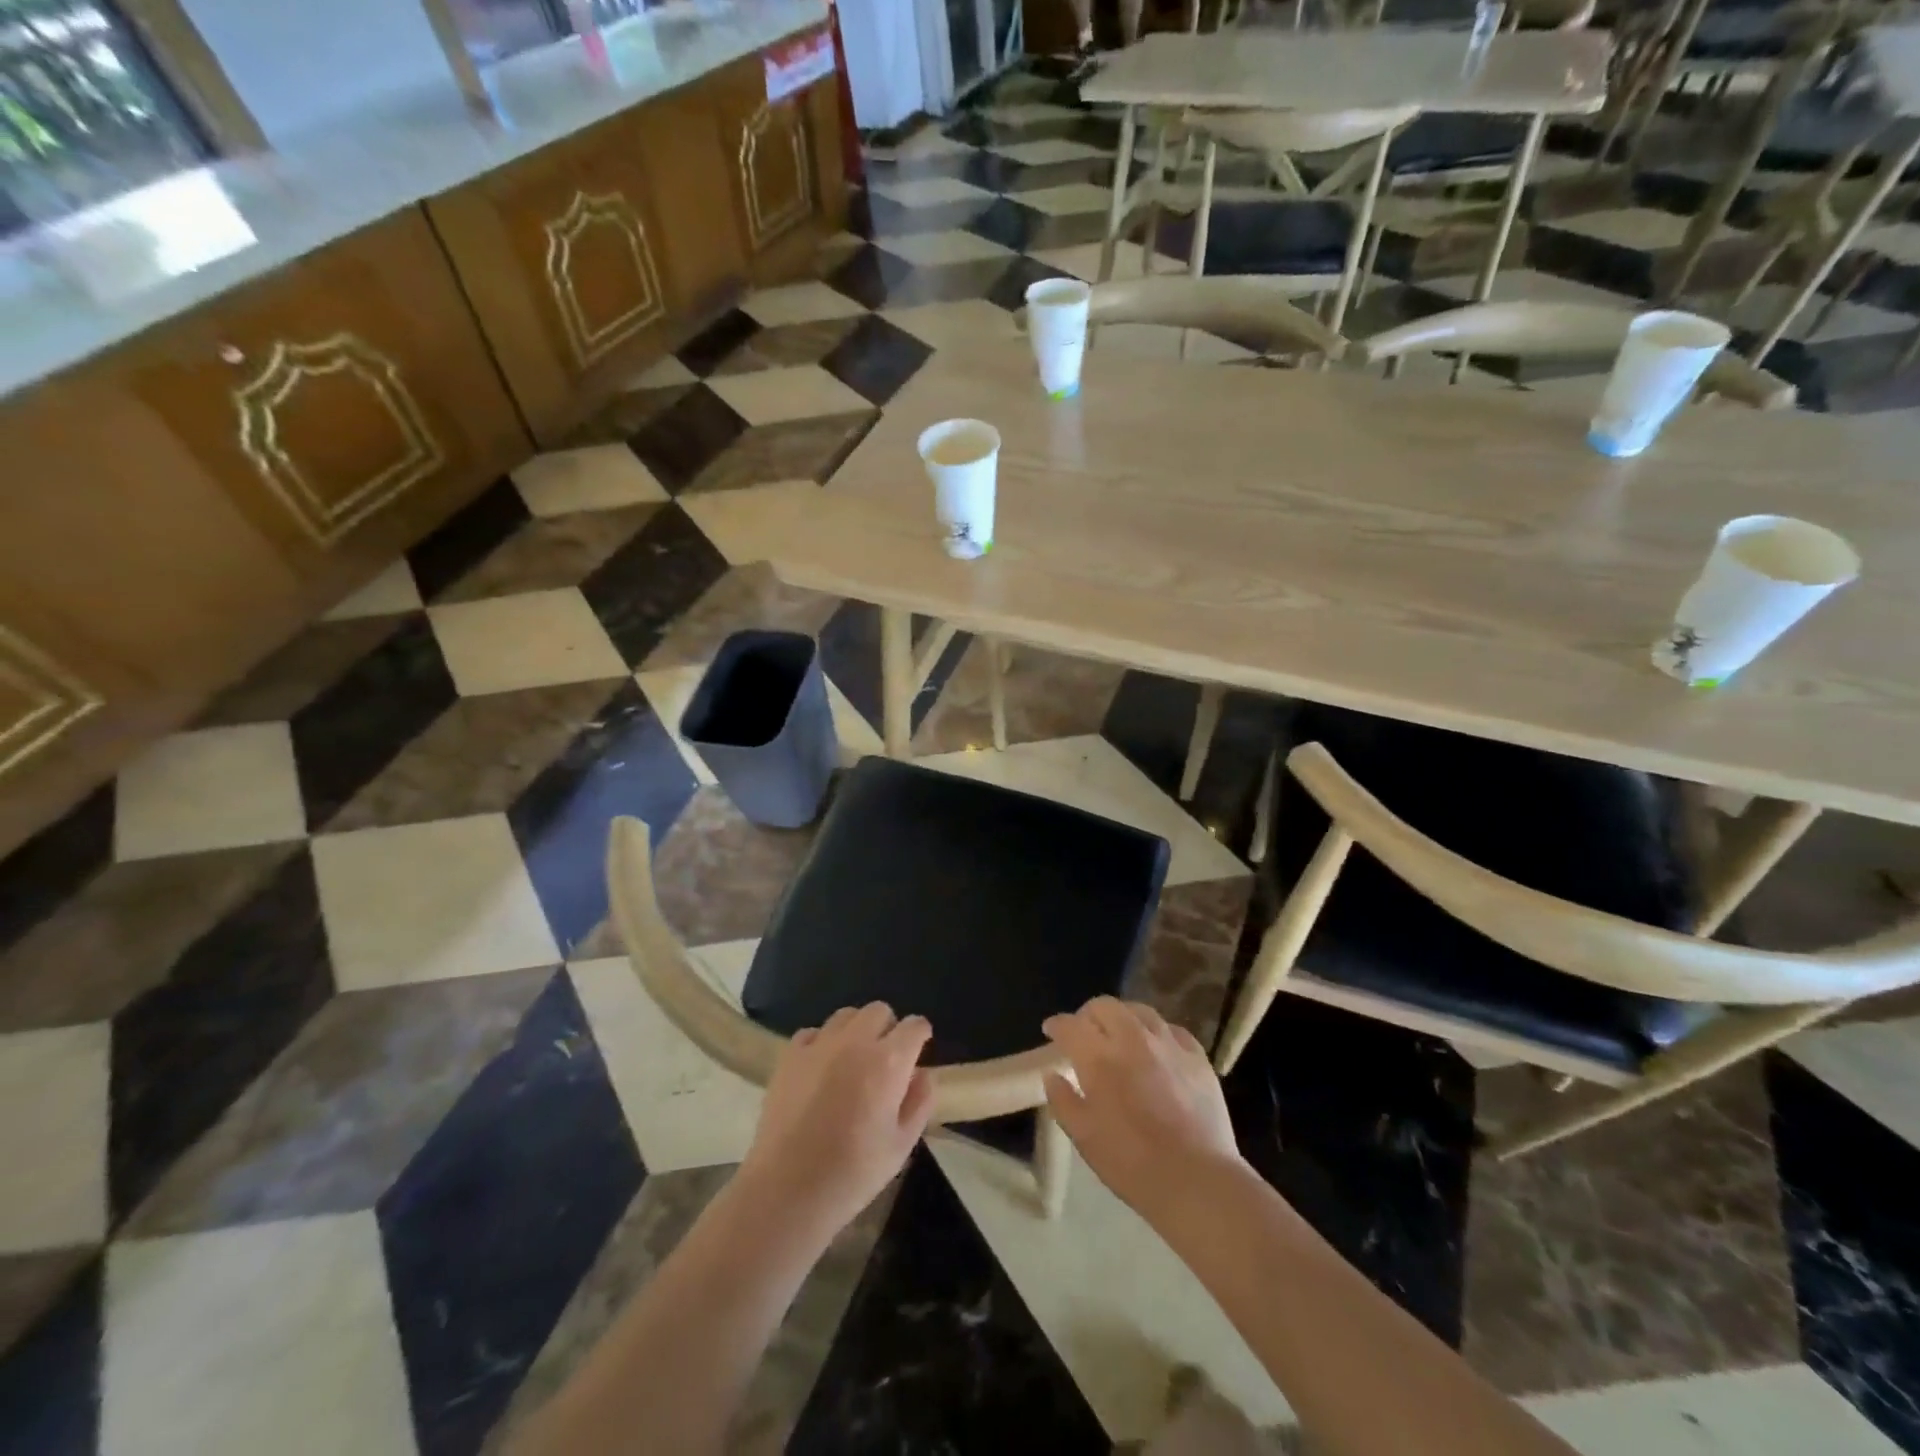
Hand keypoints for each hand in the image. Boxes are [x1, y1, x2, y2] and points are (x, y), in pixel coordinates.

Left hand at [737, 1002, 933, 1243]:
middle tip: (885, 1060)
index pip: (914, 1026)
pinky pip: (813, 1032)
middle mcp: (855, 1041)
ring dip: (856, 1030)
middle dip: (888, 1028)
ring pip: (846, 1016)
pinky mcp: (789, 1055)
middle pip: (879, 1011)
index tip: (918, 1051)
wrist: (787, 1189)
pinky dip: (822, 1042)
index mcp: (889, 1062)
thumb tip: (923, 1074)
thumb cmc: (852, 1173)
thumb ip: (919, 1103)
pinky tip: (820, 1069)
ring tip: (852, 1061)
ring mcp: (819, 1045)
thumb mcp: (901, 1146)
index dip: (920, 1036)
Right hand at [1042, 997, 1244, 1224]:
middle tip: (1085, 1032)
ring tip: (1120, 1034)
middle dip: (1088, 1014)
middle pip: (1104, 1006)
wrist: (1197, 1180)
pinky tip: (1157, 1048)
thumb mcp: (1084, 1137)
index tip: (1051, 1030)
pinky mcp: (1197, 1056)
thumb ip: (1063, 1101)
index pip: (1070, 1026)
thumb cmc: (1132, 1163)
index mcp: (1099, 1058)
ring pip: (1139, 1010)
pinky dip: (1157, 1032)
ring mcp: (1168, 1044)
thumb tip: (1053, 1075)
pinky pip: (1172, 1029)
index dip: (1057, 1025)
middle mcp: (1132, 1039)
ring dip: (1122, 1017)